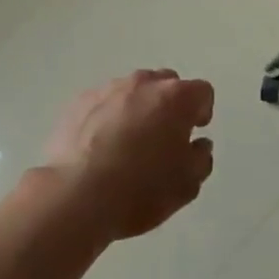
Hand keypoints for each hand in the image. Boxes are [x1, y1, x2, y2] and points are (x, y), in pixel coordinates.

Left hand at [43, 70, 215, 239]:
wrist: (76, 195)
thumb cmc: (141, 189)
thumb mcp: (187, 185)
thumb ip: (200, 158)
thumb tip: (198, 145)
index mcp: (177, 97)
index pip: (202, 92)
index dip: (201, 112)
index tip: (193, 133)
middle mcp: (145, 83)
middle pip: (166, 84)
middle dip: (169, 105)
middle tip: (162, 138)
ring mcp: (109, 89)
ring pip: (133, 91)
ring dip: (137, 109)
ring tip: (126, 144)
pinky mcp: (79, 101)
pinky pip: (103, 103)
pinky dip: (107, 117)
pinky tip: (99, 146)